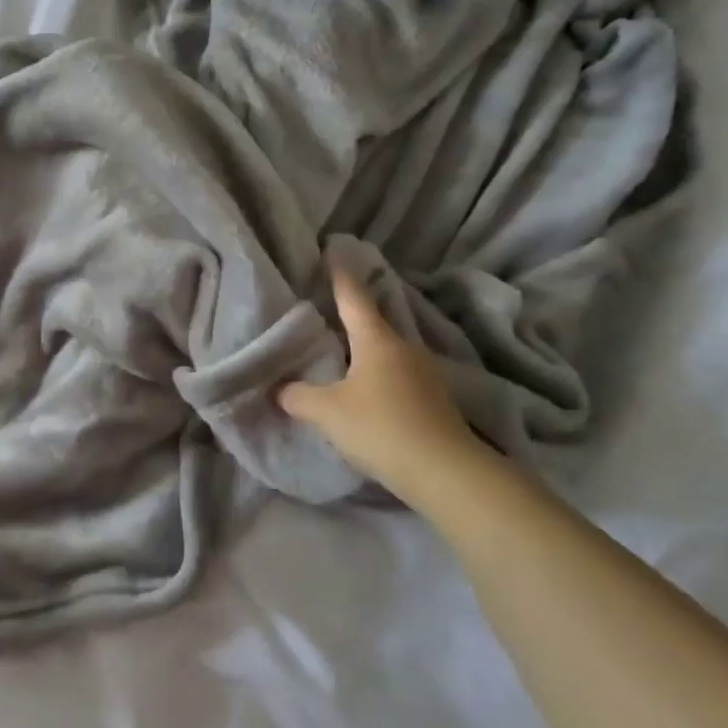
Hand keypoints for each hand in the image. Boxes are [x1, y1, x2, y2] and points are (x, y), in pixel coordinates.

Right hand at [277, 262, 493, 500]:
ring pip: (388, 354)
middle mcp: (405, 349)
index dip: (340, 277)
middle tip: (328, 311)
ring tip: (342, 356)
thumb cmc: (381, 427)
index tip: (334, 253)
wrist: (447, 474)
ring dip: (366, 353)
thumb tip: (280, 388)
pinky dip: (380, 379)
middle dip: (352, 318)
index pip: (354, 298)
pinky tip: (367, 394)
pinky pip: (399, 379)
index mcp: (377, 340)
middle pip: (374, 325)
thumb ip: (299, 396)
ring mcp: (425, 376)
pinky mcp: (435, 403)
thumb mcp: (328, 412)